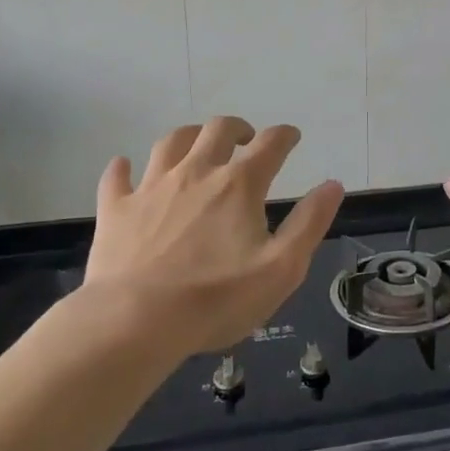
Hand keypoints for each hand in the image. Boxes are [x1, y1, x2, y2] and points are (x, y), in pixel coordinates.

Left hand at [69, 118, 343, 357]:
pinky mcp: (116, 210)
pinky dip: (123, 168)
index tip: (292, 137)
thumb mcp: (282, 267)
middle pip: (217, 130)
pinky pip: (117, 178)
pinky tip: (125, 167)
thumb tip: (332, 185)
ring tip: (197, 146)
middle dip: (237, 128)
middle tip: (246, 140)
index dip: (285, 136)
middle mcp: (196, 172)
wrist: (134, 322)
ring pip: (170, 142)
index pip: (270, 144)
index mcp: (239, 184)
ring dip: (189, 136)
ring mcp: (152, 187)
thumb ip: (310, 223)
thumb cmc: (216, 299)